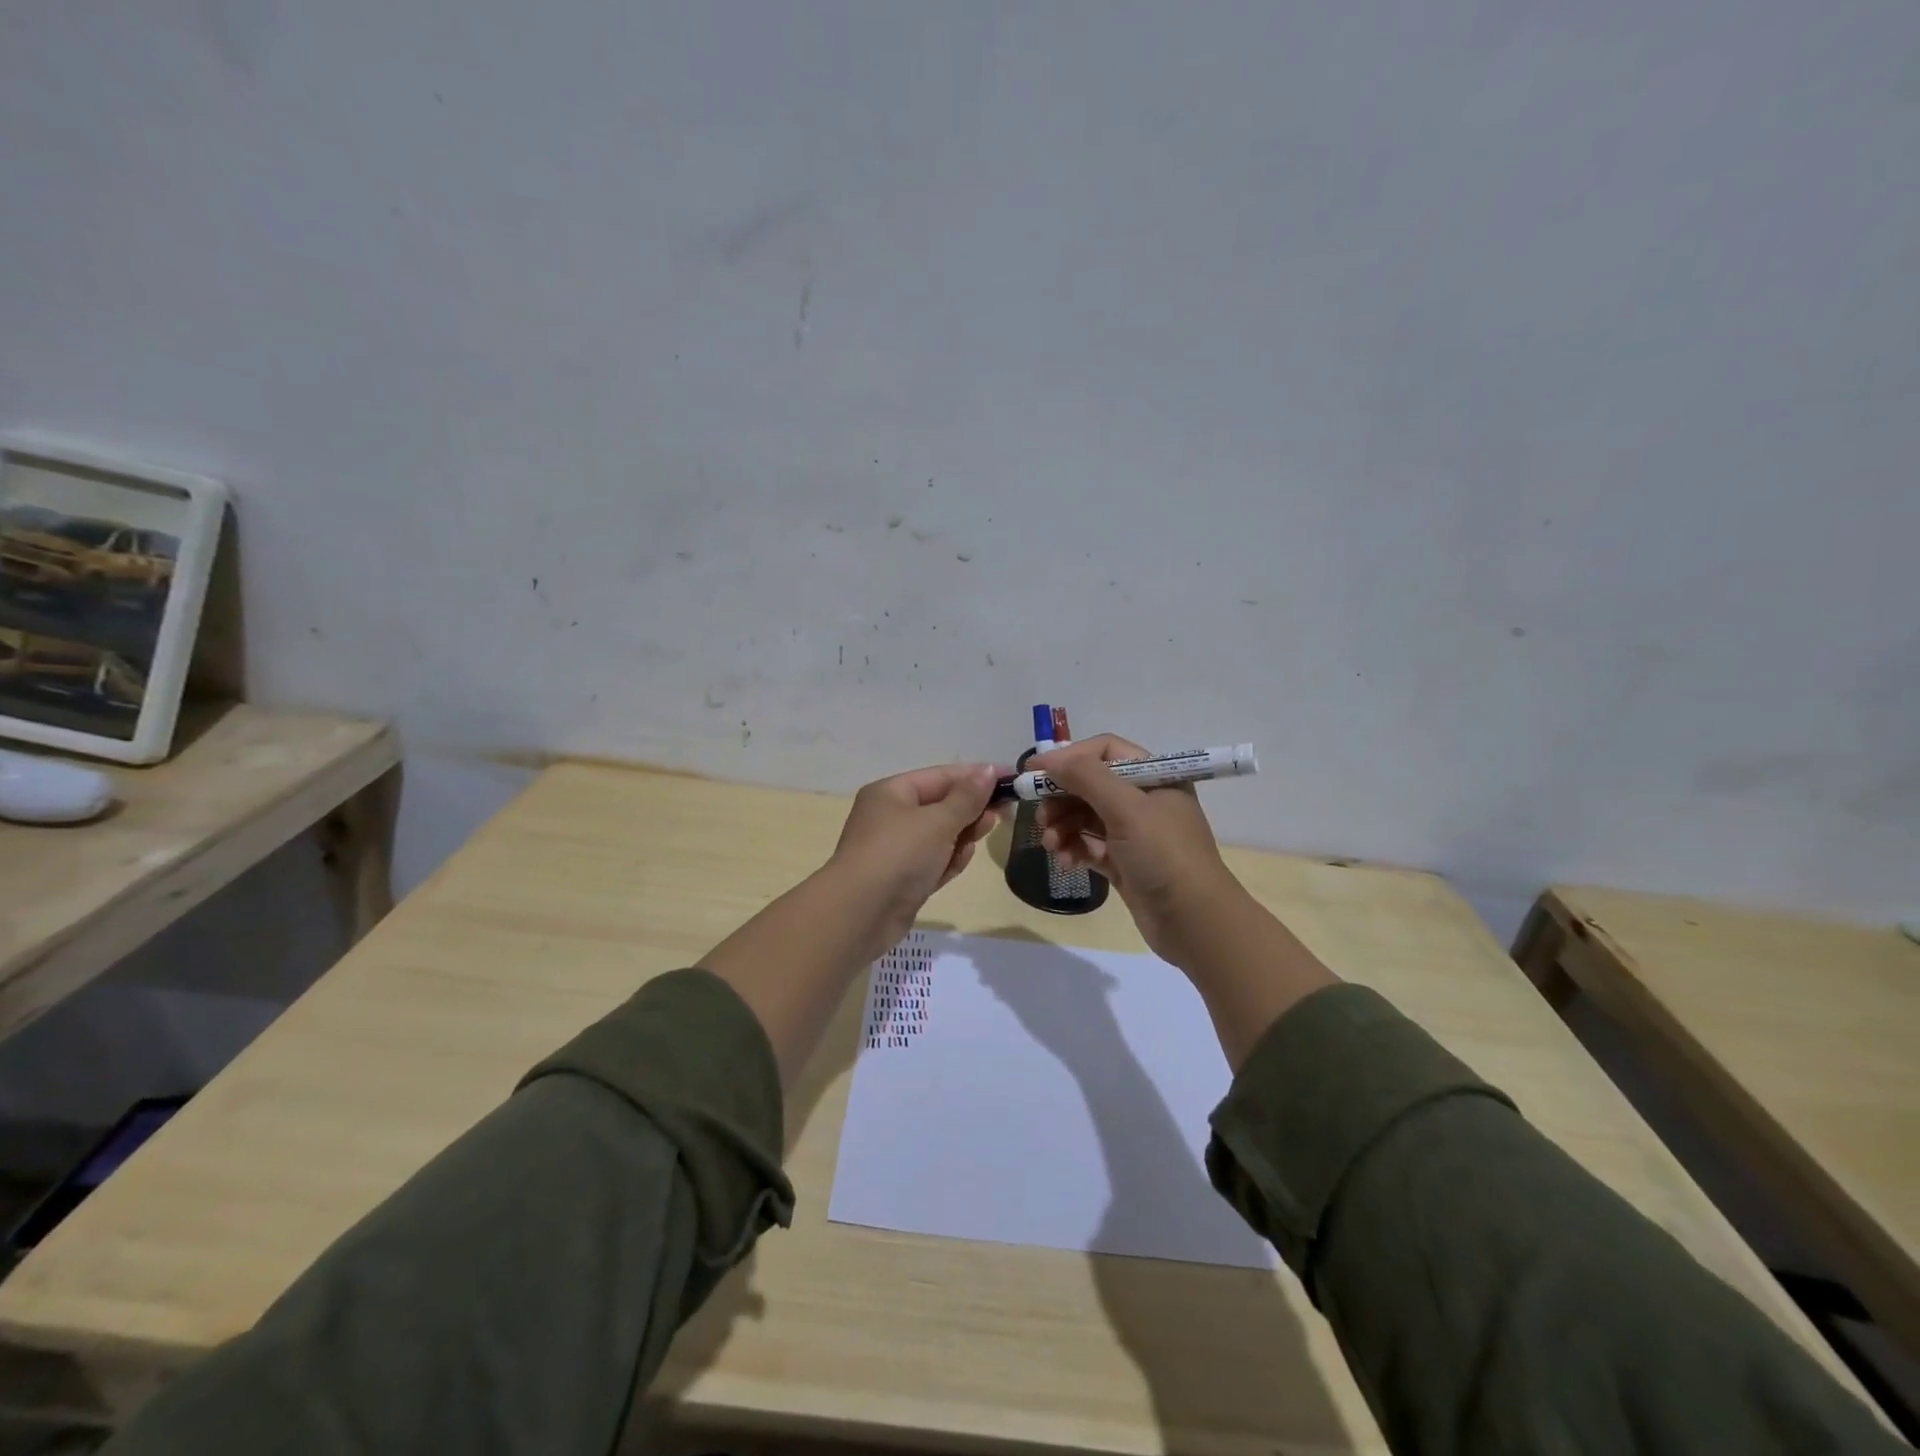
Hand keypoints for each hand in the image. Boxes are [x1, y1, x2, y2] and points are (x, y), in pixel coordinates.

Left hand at [828, 762, 1003, 944]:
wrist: (859, 914)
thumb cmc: (899, 854)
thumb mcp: (938, 821)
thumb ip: (967, 798)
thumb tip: (989, 770)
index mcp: (892, 793)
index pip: (941, 776)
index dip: (976, 776)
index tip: (1011, 778)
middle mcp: (891, 817)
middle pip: (941, 805)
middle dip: (971, 807)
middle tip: (1004, 811)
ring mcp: (896, 850)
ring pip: (940, 835)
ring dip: (963, 835)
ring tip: (985, 832)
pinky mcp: (903, 880)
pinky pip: (934, 861)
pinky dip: (949, 859)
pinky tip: (961, 860)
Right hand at [1033, 734, 1247, 968]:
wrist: (1194, 922)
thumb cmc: (1164, 854)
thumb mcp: (1127, 808)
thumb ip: (1087, 777)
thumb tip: (1050, 760)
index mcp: (1155, 776)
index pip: (1105, 751)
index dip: (1069, 757)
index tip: (1034, 771)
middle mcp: (1145, 800)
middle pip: (1090, 785)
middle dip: (1061, 798)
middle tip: (1040, 815)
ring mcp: (1134, 834)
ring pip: (1085, 817)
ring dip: (1062, 826)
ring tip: (1050, 844)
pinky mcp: (1124, 863)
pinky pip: (1089, 846)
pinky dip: (1073, 849)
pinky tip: (1064, 861)